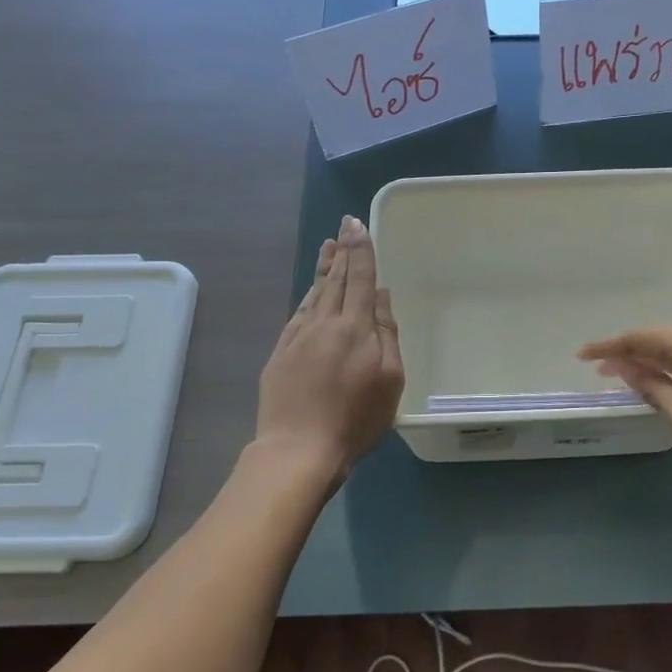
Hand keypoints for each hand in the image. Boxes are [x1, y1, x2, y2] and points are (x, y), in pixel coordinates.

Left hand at [255, 216, 404, 481]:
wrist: (299, 448)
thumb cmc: (355, 418)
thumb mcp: (390, 380)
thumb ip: (387, 334)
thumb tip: (382, 296)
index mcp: (356, 327)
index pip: (361, 278)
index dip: (361, 250)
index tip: (358, 224)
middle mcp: (325, 323)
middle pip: (336, 279)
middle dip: (342, 251)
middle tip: (343, 226)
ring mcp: (299, 336)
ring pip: (315, 293)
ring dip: (324, 268)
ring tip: (328, 247)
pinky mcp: (281, 353)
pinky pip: (298, 314)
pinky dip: (308, 296)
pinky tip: (311, 292)